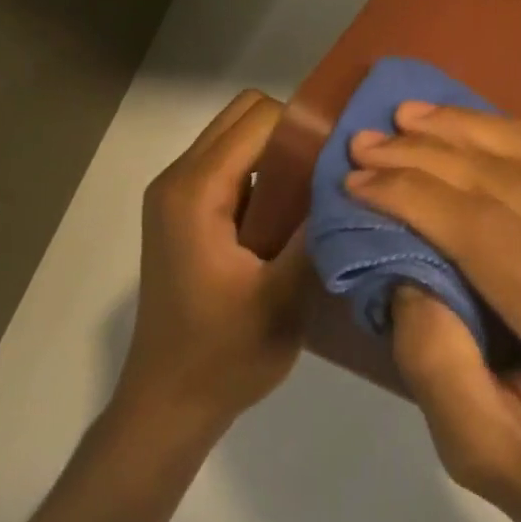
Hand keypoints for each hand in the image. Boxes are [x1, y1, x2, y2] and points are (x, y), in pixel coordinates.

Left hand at [118, 90, 312, 437]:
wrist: (168, 406)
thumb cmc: (224, 356)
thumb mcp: (284, 296)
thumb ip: (316, 229)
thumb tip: (352, 176)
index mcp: (196, 191)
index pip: (260, 118)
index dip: (306, 130)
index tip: (342, 162)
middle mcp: (178, 179)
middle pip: (245, 115)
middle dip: (292, 133)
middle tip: (328, 175)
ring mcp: (176, 195)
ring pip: (237, 136)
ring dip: (278, 153)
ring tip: (314, 195)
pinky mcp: (183, 213)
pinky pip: (229, 165)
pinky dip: (262, 173)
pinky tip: (287, 217)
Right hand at [347, 104, 520, 521]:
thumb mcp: (475, 453)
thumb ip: (434, 359)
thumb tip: (405, 266)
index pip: (492, 235)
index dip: (419, 197)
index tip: (359, 177)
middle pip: (520, 186)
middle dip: (434, 155)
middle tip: (370, 138)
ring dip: (475, 130)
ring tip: (413, 116)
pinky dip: (517, 139)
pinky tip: (474, 128)